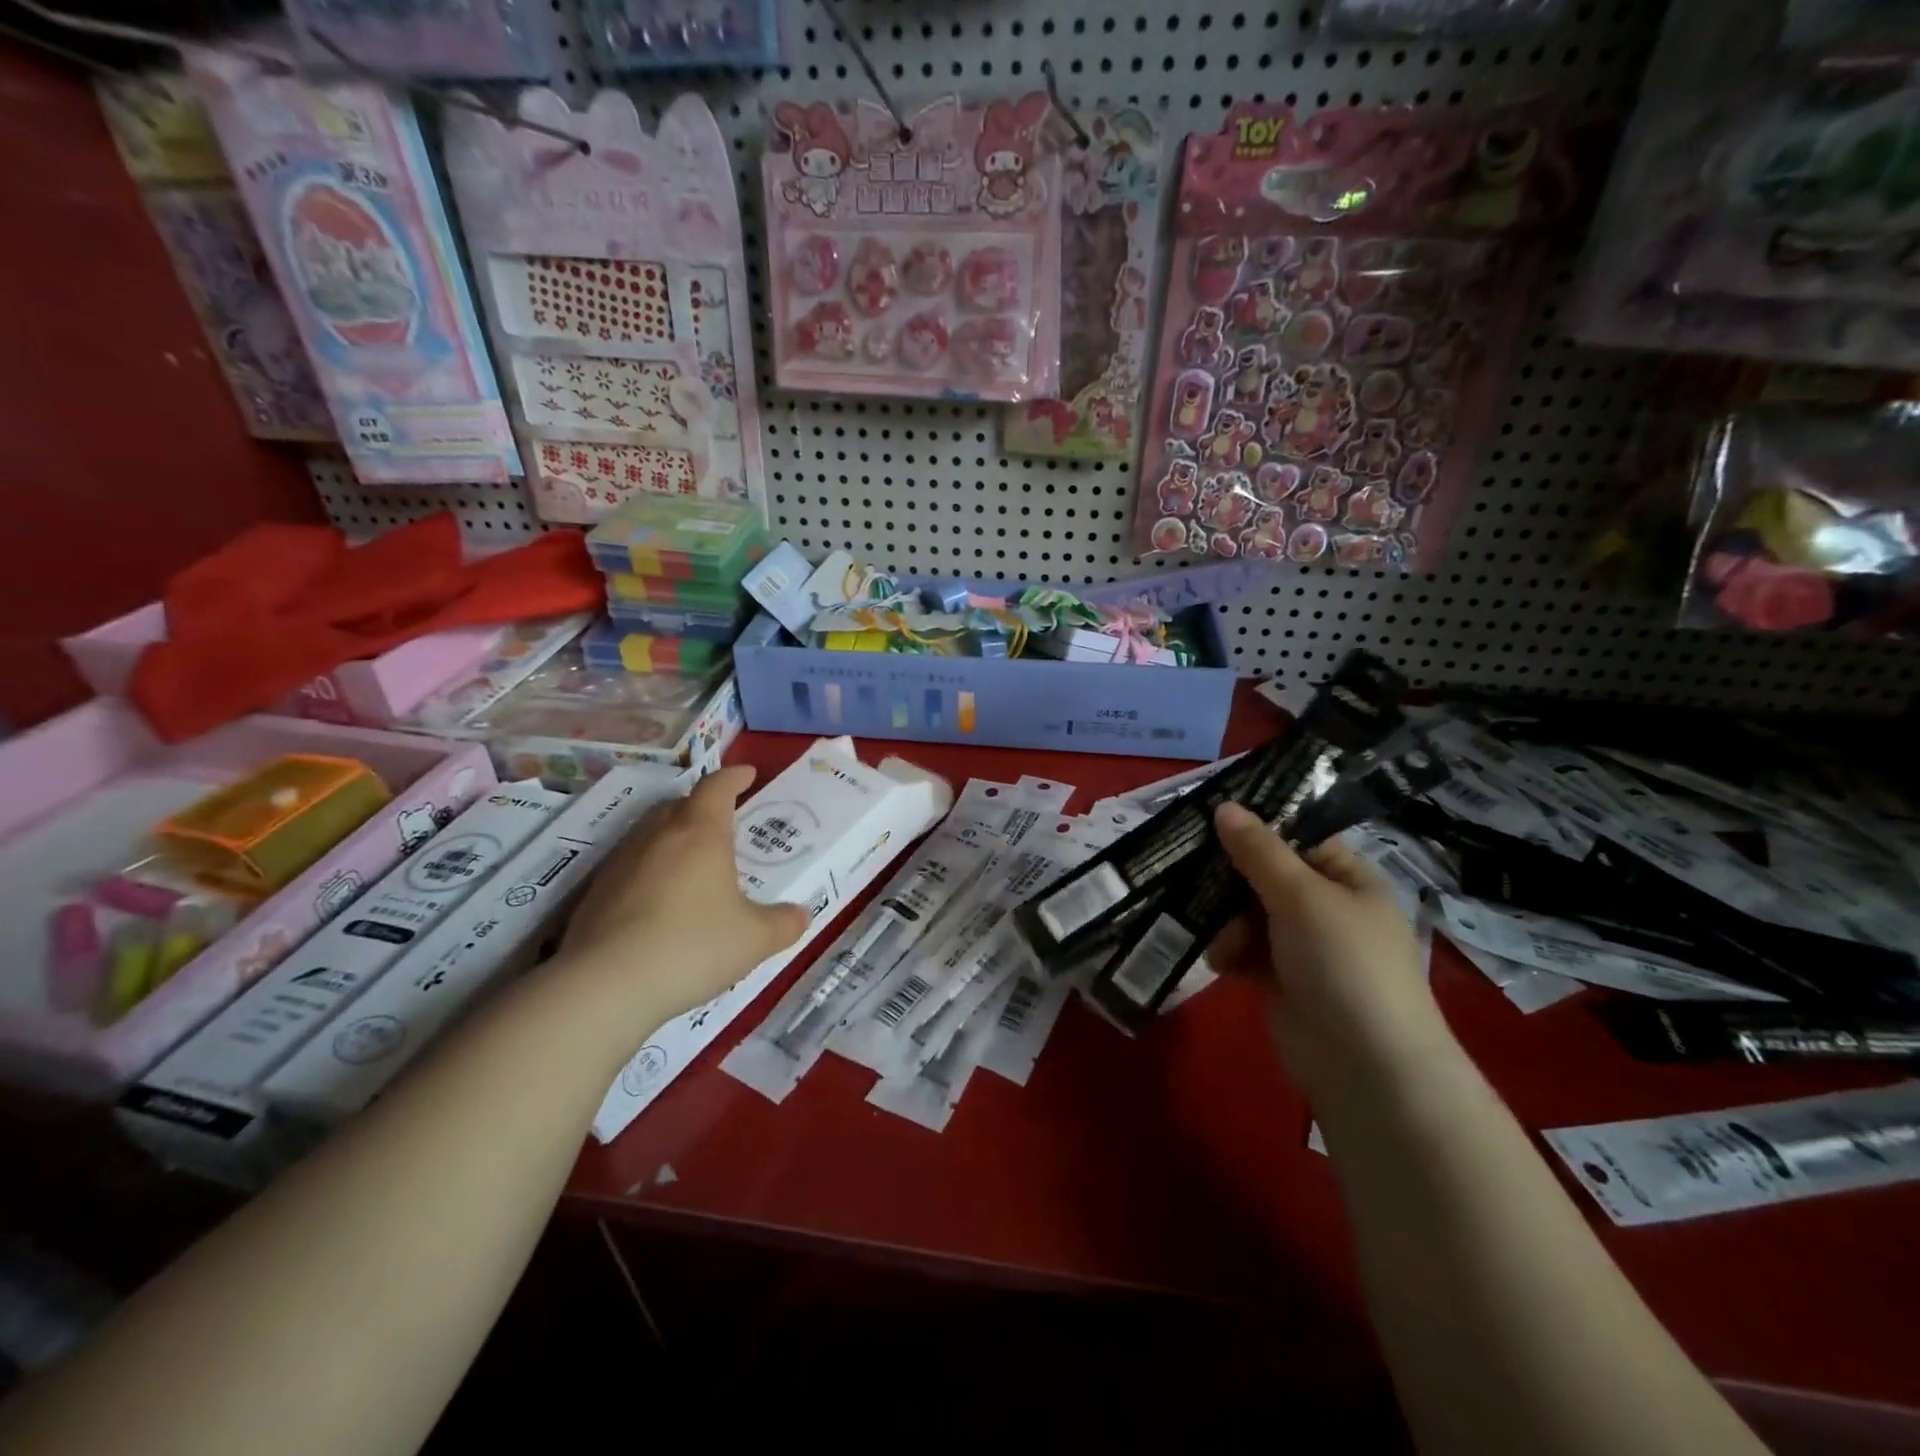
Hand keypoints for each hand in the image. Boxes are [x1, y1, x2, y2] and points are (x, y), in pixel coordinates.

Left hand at [560, 766, 810, 1024]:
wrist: (605, 986)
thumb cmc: (692, 947)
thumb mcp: (755, 939)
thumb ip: (784, 923)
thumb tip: (801, 914)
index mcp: (700, 834)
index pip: (716, 787)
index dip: (734, 777)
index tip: (748, 774)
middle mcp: (657, 836)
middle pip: (679, 804)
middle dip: (702, 807)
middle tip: (723, 824)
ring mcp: (620, 863)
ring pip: (650, 834)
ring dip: (673, 838)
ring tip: (693, 864)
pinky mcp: (595, 893)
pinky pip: (630, 867)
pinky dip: (650, 871)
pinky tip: (660, 903)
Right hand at [1212, 803, 1449, 1100]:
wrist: (1365, 1067)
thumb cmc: (1344, 964)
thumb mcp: (1302, 896)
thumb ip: (1259, 851)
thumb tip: (1224, 806)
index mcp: (1348, 879)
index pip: (1298, 836)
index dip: (1256, 825)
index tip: (1208, 816)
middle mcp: (1326, 907)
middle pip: (1265, 874)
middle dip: (1230, 878)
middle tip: (1190, 873)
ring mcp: (1304, 945)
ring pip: (1248, 912)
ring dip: (1227, 922)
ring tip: (1220, 940)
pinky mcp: (1281, 979)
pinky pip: (1245, 949)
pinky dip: (1230, 951)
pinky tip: (1222, 963)